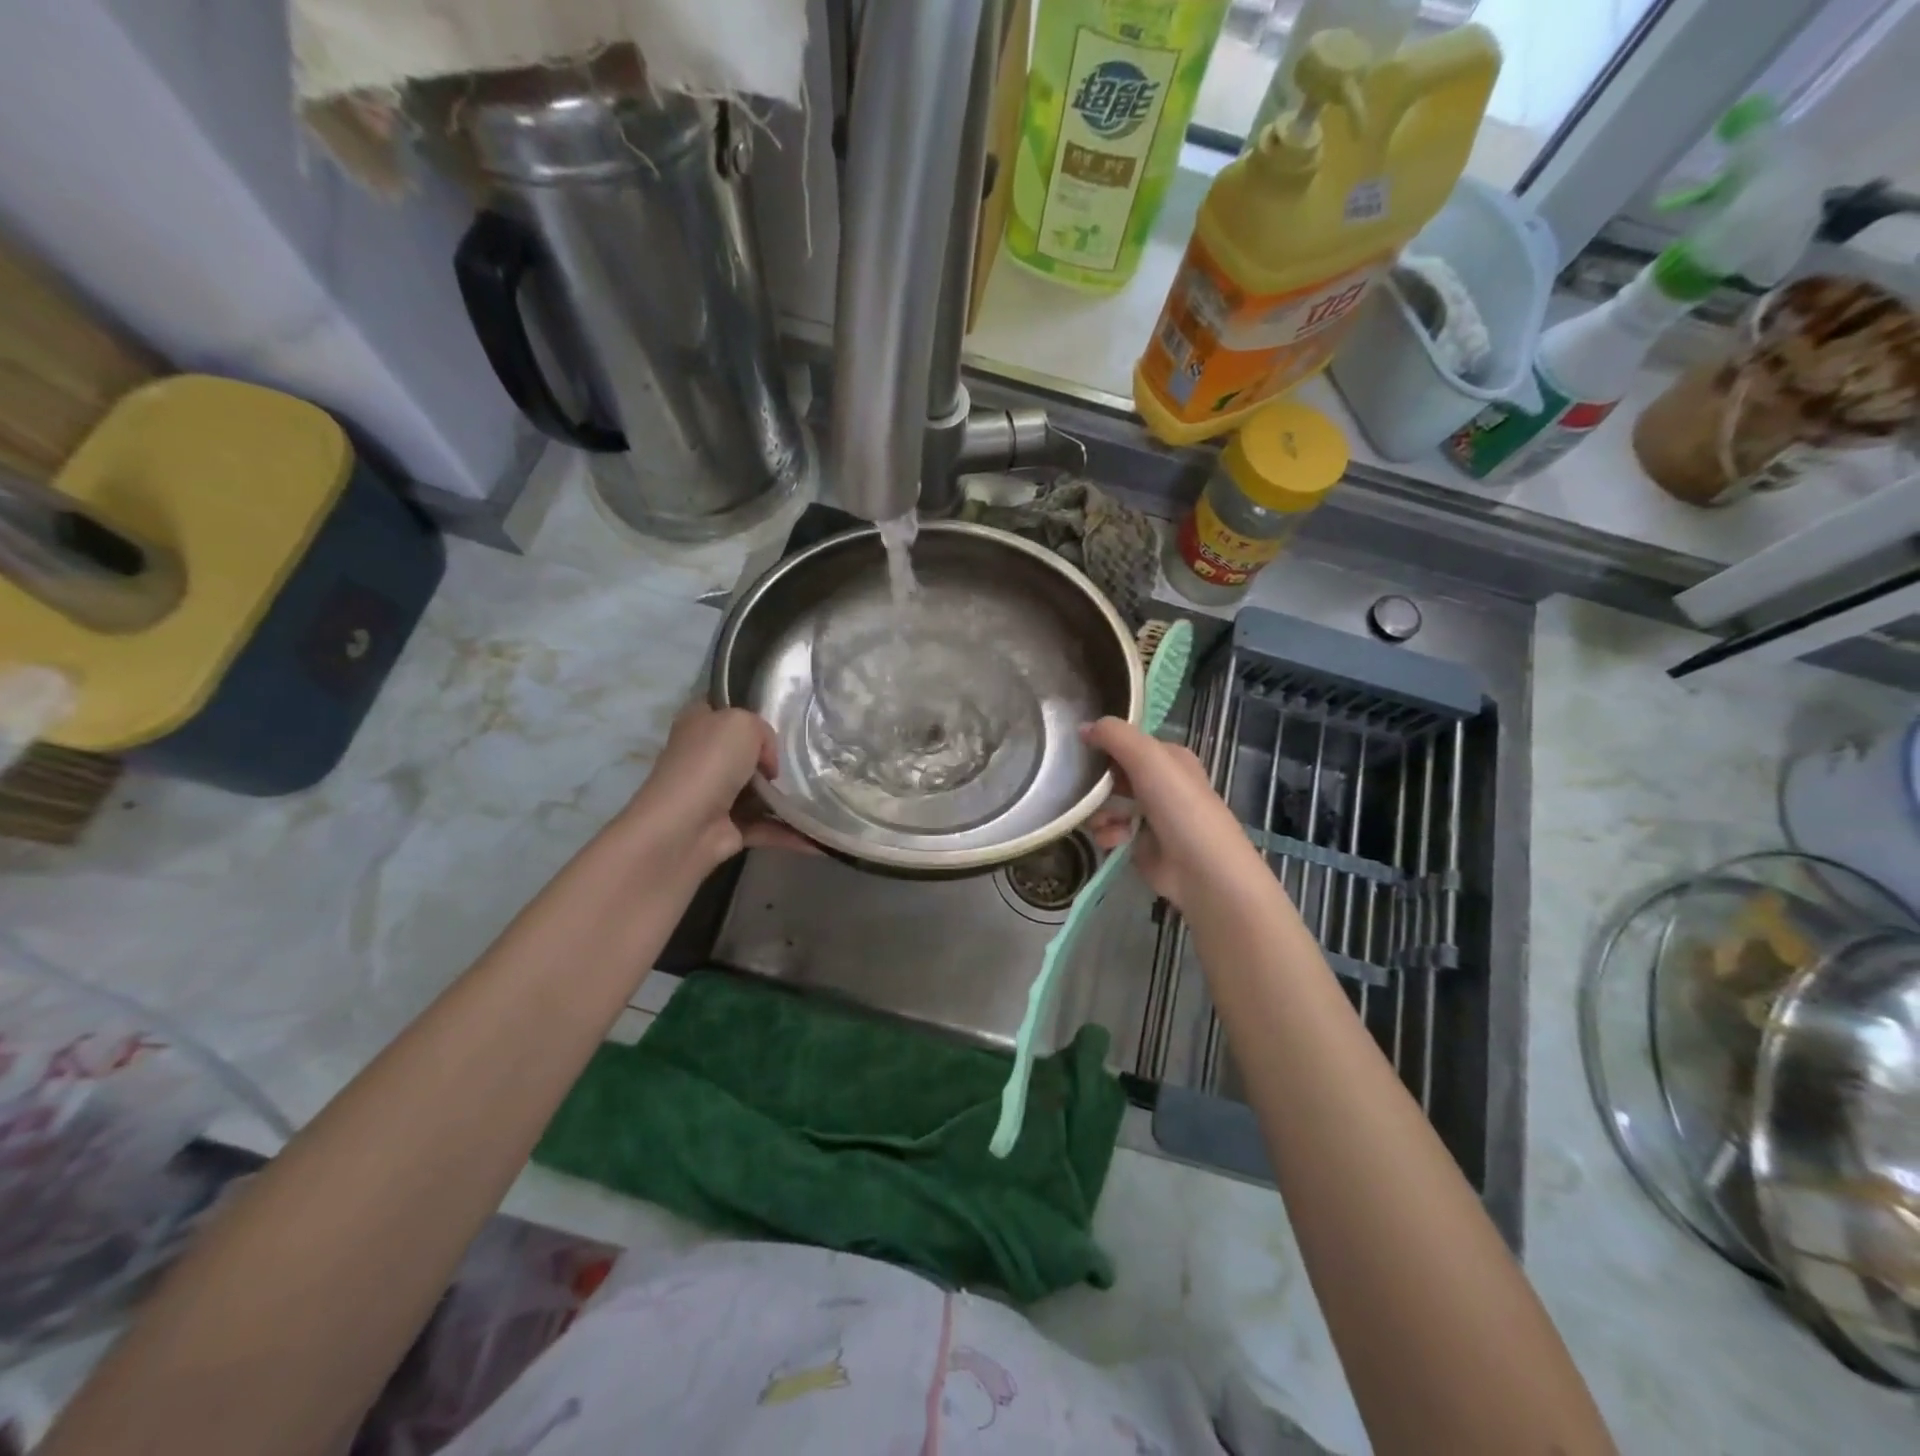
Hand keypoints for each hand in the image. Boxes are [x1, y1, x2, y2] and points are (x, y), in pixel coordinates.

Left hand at [624, 703, 815, 868]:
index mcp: (700, 724)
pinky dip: (791, 832)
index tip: (786, 719)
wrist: (686, 826)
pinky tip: (820, 835)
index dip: (751, 711)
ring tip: (824, 794)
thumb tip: (768, 763)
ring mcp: (716, 795)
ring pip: (759, 792)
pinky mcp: (728, 828)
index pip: (725, 709)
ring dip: (787, 797)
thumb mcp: (743, 723)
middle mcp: (704, 757)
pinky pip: (767, 827)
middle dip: (777, 757)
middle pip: (747, 752)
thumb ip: (763, 731)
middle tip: (812, 757)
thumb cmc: (711, 763)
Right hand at [1083, 716, 1270, 915]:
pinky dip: (1107, 834)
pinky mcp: (1139, 844)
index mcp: (1168, 758)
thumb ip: (1114, 735)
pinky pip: (1111, 831)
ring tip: (1101, 821)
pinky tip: (1114, 840)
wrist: (1202, 869)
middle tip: (1083, 788)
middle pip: (1114, 774)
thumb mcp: (1148, 757)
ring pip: (1108, 804)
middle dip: (1096, 782)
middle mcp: (1160, 783)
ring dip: (1098, 811)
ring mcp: (1150, 815)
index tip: (1079, 750)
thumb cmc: (1178, 805)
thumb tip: (1083, 727)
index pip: (1128, 742)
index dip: (1104, 744)